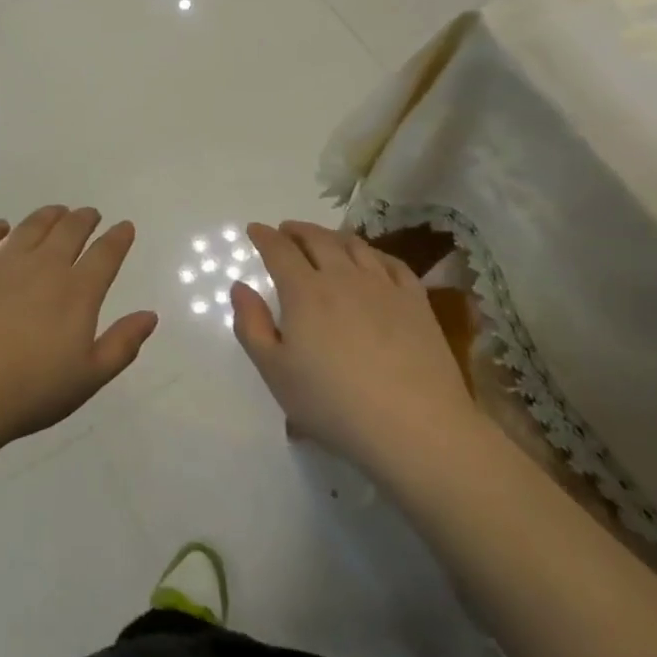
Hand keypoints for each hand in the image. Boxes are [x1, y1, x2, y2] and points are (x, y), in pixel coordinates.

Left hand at [0, 207, 157, 454]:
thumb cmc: (30, 392)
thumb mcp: (88, 378)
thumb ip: (122, 344)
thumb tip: (149, 315)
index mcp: (77, 292)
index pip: (105, 255)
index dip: (118, 238)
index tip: (124, 226)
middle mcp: (43, 267)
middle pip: (69, 231)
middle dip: (84, 219)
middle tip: (90, 213)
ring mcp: (3, 263)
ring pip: (31, 226)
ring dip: (48, 215)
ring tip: (57, 211)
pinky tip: (1, 227)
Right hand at [231, 221, 483, 478]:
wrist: (416, 427)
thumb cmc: (333, 404)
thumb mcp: (275, 372)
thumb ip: (252, 325)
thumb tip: (240, 287)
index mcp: (304, 292)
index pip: (279, 250)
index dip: (264, 237)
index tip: (254, 229)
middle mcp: (343, 277)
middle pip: (317, 239)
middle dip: (297, 230)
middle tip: (286, 230)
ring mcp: (383, 287)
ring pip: (354, 246)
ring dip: (332, 236)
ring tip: (324, 239)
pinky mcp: (416, 302)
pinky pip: (392, 263)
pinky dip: (374, 253)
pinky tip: (371, 260)